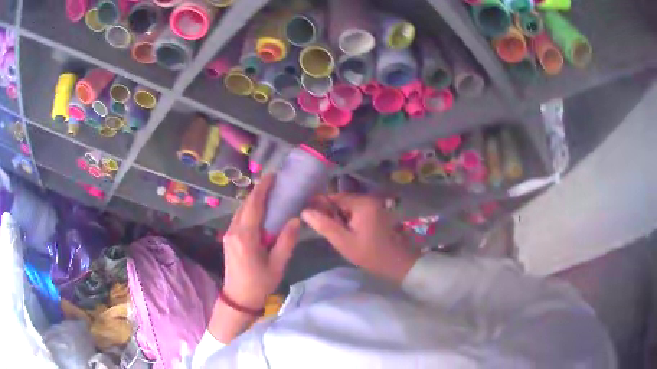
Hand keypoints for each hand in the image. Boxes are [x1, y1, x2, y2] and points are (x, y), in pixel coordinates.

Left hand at [222, 174, 299, 309]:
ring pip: (240, 210)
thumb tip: (295, 220)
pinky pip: (238, 218)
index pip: (254, 206)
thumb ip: (286, 242)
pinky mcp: (228, 239)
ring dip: (253, 200)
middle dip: (258, 191)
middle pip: (245, 205)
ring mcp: (228, 234)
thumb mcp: (277, 265)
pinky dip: (249, 210)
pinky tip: (259, 211)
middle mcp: (234, 231)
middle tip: (274, 183)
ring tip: (269, 194)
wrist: (238, 298)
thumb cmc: (259, 284)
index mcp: (246, 237)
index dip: (263, 189)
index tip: (273, 176)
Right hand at [301, 194, 419, 283]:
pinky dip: (348, 218)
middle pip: (341, 200)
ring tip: (328, 229)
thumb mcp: (343, 242)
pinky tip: (343, 231)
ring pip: (348, 206)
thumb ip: (324, 225)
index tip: (306, 213)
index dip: (319, 204)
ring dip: (338, 216)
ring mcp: (375, 205)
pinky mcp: (377, 213)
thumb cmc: (370, 254)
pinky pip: (356, 211)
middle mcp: (369, 199)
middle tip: (316, 225)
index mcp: (362, 203)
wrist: (397, 263)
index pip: (334, 197)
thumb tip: (305, 211)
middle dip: (329, 211)